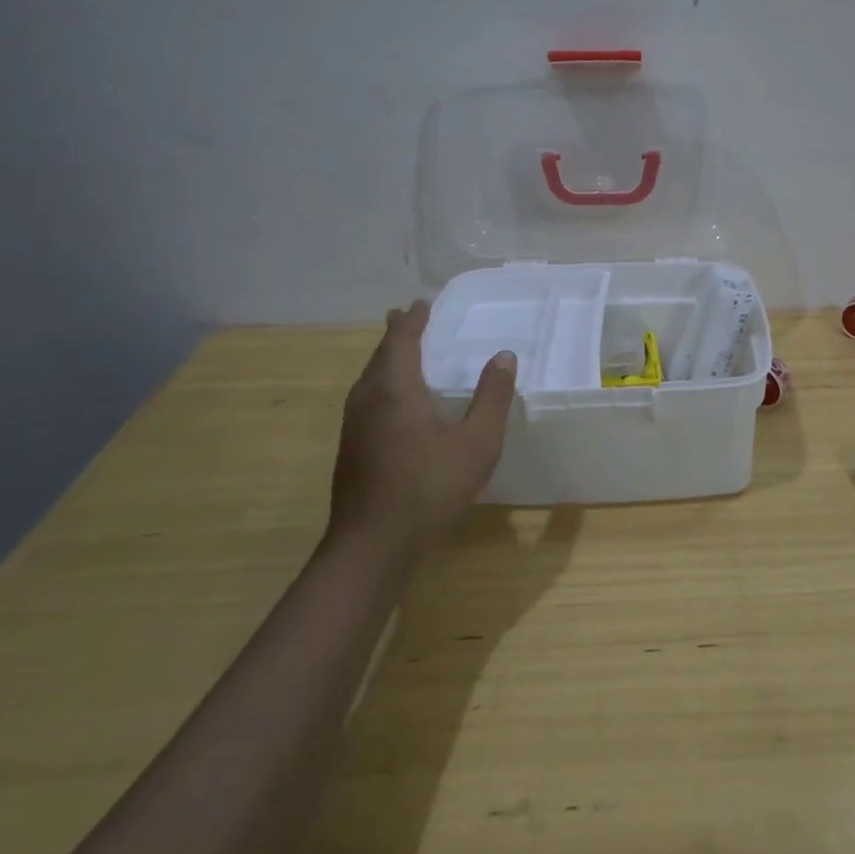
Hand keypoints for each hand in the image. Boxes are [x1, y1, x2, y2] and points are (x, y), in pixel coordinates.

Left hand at [328, 300, 515, 562]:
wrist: (371, 549)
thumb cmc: (428, 489)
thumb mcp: (476, 443)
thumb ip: (491, 398)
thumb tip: (503, 356)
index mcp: (395, 390)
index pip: (400, 340)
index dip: (411, 320)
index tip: (422, 304)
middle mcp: (367, 401)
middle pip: (379, 357)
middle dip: (395, 336)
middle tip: (409, 319)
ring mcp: (353, 428)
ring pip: (369, 380)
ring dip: (386, 361)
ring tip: (401, 353)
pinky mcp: (351, 451)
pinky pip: (366, 400)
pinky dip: (382, 385)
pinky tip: (393, 404)